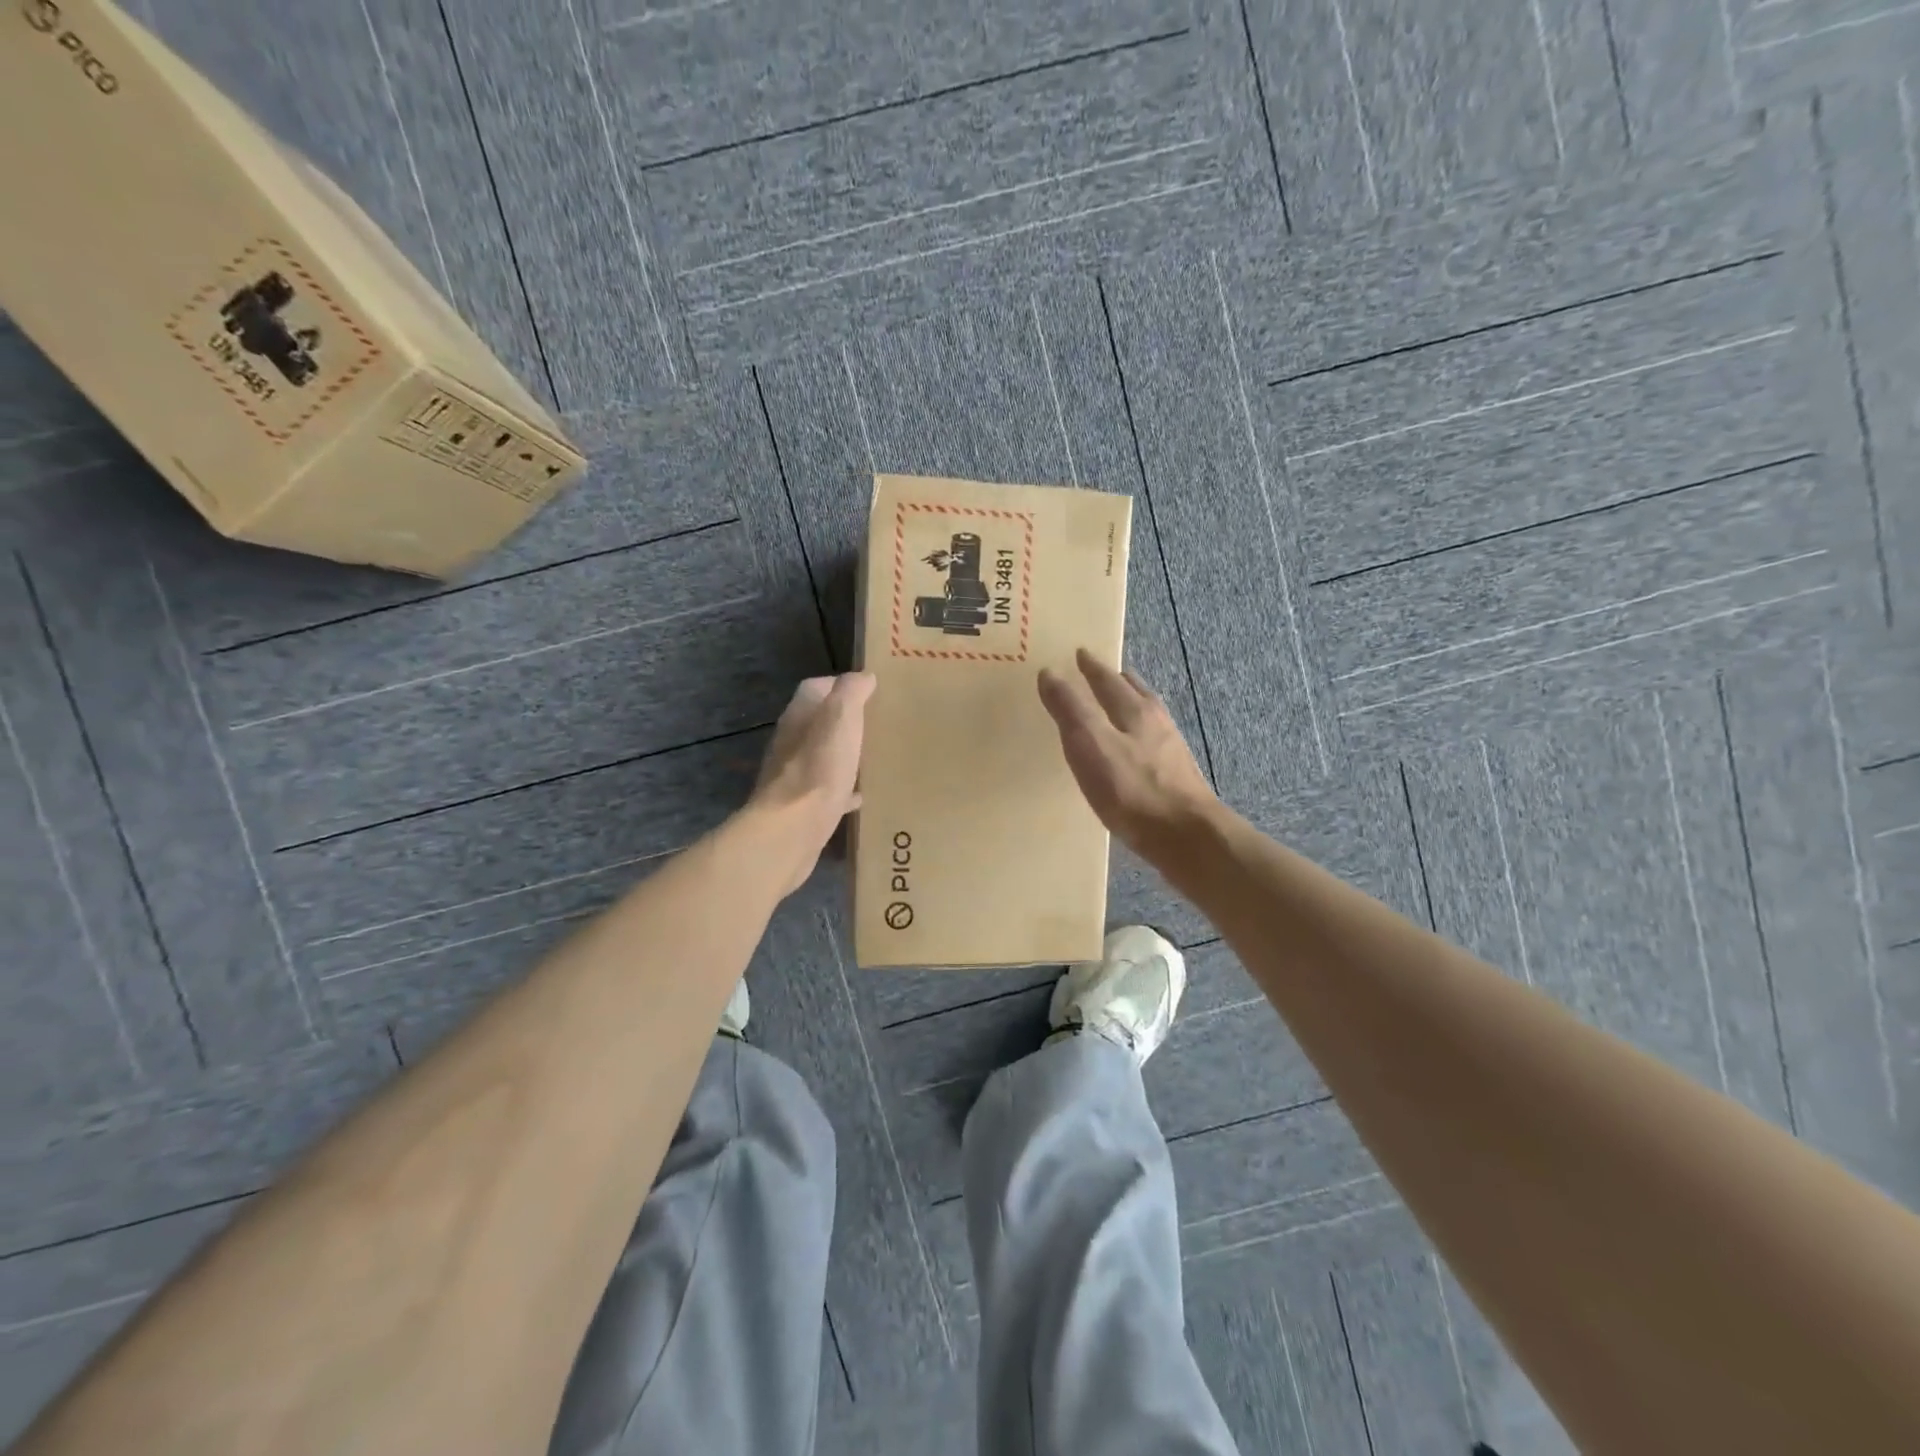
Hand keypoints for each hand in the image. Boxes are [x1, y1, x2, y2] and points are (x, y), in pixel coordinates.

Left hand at [746, 673, 876, 894]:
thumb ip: (851, 692)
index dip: (840, 685)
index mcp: (798, 716)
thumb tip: (863, 676)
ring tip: (872, 756)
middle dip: (844, 721)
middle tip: (876, 724)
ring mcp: (792, 775)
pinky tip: (861, 795)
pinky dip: (842, 788)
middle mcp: (790, 741)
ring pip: (821, 755)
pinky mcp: (799, 805)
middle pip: (818, 722)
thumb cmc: (819, 768)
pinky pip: (825, 790)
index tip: (870, 691)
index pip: (815, 687)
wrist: (791, 830)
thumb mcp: (841, 718)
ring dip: (843, 753)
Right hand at [1037, 649, 1218, 859]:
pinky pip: (1151, 743)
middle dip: (1115, 680)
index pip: (1109, 679)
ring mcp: (1171, 751)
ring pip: (1146, 717)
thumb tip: (1050, 672)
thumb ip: (1070, 709)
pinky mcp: (1176, 778)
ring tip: (1116, 706)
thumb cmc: (1133, 790)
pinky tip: (1132, 752)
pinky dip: (1137, 735)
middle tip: (1099, 672)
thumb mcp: (1090, 745)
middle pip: (1134, 693)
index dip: (1092, 667)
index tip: (1080, 653)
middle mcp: (1157, 723)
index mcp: (1135, 710)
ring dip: (1129, 705)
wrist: (1186, 838)